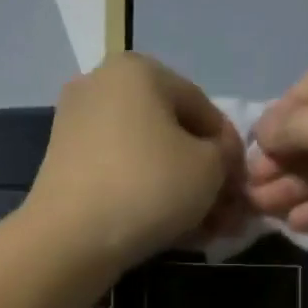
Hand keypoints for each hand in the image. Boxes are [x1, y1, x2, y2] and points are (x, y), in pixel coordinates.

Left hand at [27, 53, 246, 271]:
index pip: (204, 108)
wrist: (71, 238)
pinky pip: (121, 174)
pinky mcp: (65, 163)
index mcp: (139, 69)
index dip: (231, 151)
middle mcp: (102, 85)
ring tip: (203, 230)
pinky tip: (171, 229)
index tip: (242, 189)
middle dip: (204, 176)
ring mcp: (77, 124)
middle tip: (225, 215)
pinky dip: (148, 196)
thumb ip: (226, 156)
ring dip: (180, 192)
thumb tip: (221, 160)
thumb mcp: (210, 168)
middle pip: (173, 134)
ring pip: (148, 158)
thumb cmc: (149, 187)